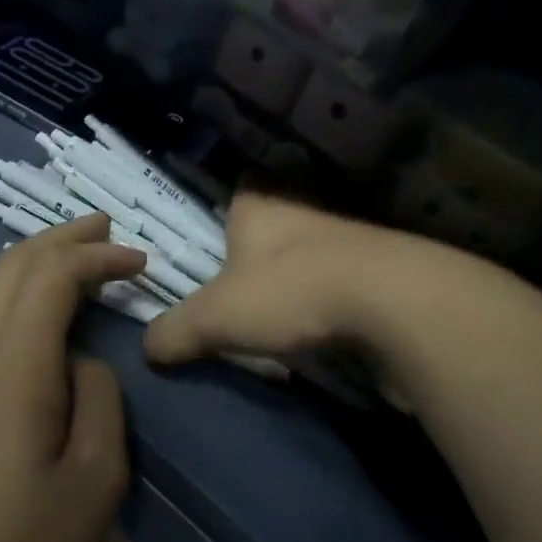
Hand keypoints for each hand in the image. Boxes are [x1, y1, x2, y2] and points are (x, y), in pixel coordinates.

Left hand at [0, 215, 144, 541]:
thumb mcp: (96, 476)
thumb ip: (99, 397)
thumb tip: (81, 361)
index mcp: (13, 366)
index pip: (52, 276)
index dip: (97, 257)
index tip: (139, 262)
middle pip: (12, 266)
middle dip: (61, 239)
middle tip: (106, 230)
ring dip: (36, 264)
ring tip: (79, 259)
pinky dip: (18, 296)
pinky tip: (42, 313)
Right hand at [143, 193, 392, 366]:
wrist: (394, 303)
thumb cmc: (289, 292)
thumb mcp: (214, 318)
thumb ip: (174, 331)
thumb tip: (147, 348)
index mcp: (259, 205)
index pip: (236, 193)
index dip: (223, 216)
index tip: (214, 246)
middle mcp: (304, 212)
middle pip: (273, 228)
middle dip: (258, 257)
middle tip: (237, 295)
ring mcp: (348, 239)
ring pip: (309, 255)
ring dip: (297, 282)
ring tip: (277, 320)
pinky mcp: (380, 272)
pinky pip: (341, 283)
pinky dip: (330, 303)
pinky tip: (321, 330)